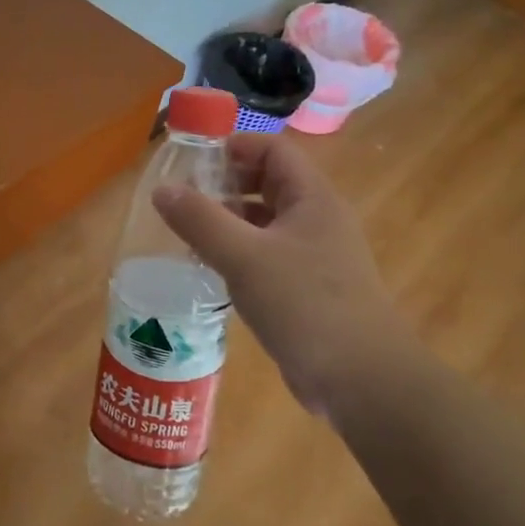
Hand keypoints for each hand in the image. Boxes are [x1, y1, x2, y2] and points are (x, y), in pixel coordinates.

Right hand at [153, 131, 416, 420]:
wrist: (361, 379)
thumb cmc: (305, 305)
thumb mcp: (244, 257)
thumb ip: (200, 220)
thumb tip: (162, 189)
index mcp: (313, 199)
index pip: (274, 150)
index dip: (235, 146)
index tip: (193, 161)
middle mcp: (318, 221)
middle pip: (269, 183)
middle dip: (226, 184)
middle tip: (184, 198)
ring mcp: (316, 257)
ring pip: (266, 222)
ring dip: (229, 221)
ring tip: (188, 233)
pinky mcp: (307, 289)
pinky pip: (267, 256)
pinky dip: (238, 254)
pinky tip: (211, 270)